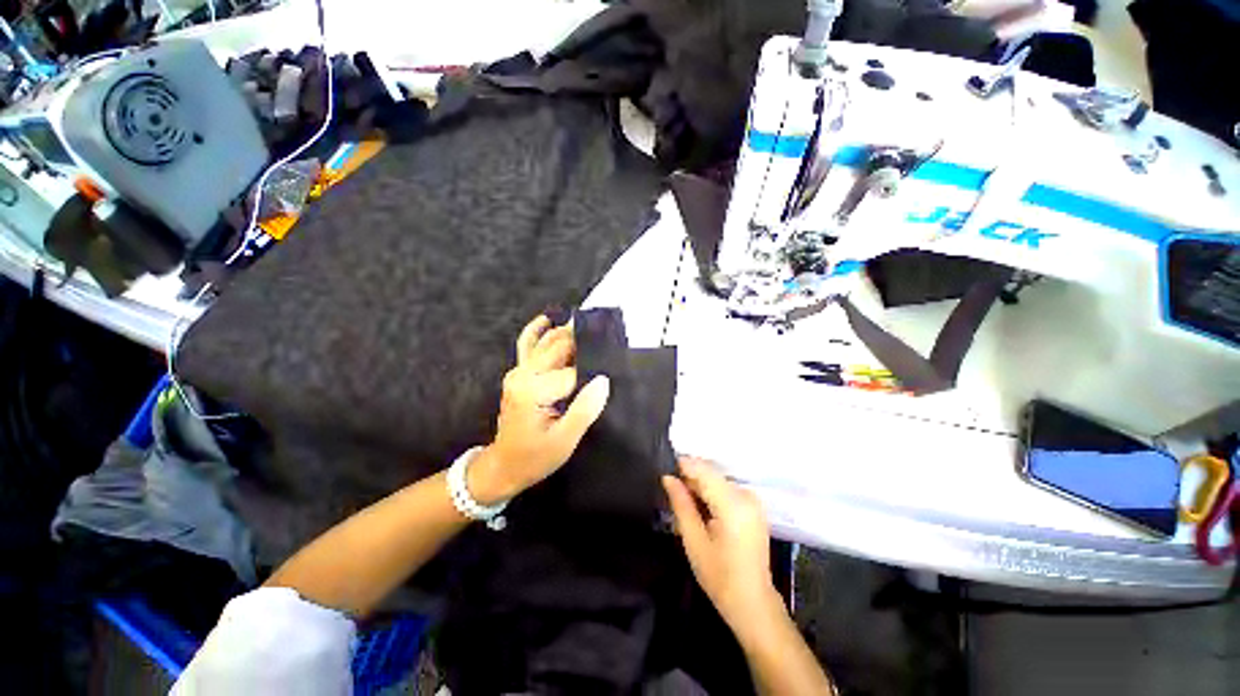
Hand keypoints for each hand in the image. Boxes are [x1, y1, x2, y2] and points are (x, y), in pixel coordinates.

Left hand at [469, 315, 609, 504]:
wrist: (504, 466)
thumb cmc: (535, 457)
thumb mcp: (564, 441)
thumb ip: (584, 409)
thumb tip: (603, 380)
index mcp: (533, 390)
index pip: (572, 372)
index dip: (592, 373)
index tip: (610, 373)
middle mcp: (523, 374)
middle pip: (559, 349)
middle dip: (582, 342)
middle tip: (607, 336)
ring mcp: (518, 371)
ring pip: (546, 343)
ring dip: (567, 334)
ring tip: (589, 328)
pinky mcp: (517, 373)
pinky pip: (527, 346)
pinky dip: (537, 331)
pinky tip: (547, 319)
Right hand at [662, 457, 780, 633]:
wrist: (752, 602)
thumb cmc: (719, 576)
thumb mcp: (693, 540)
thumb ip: (681, 504)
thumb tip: (668, 477)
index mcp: (733, 504)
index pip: (705, 471)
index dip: (684, 465)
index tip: (664, 467)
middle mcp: (746, 495)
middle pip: (712, 474)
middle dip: (690, 476)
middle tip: (669, 486)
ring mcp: (752, 500)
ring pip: (718, 480)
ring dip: (699, 484)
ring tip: (681, 497)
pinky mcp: (753, 507)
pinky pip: (727, 489)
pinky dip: (711, 492)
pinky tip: (699, 505)